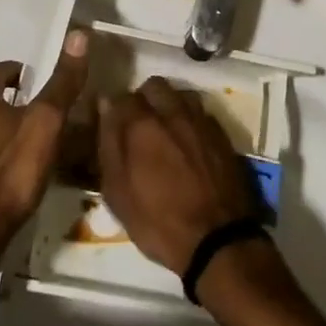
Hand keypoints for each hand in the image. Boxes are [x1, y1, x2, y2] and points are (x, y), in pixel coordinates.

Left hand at [0, 29, 90, 253]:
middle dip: (14, 102)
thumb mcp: (47, 120)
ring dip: (4, 131)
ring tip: (33, 144)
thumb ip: (63, 81)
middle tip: (43, 113)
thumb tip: (78, 34)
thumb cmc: (12, 168)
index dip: (19, 71)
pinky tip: (15, 175)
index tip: (40, 81)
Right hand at [98, 77, 261, 275]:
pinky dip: (191, 120)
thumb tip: (104, 106)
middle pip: (153, 86)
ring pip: (180, 94)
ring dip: (170, 105)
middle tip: (140, 126)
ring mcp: (200, 120)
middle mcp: (172, 111)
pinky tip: (189, 142)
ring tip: (167, 131)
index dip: (114, 110)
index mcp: (142, 124)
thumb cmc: (158, 222)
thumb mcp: (118, 194)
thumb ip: (108, 145)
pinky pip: (201, 112)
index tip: (112, 126)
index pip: (120, 97)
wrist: (217, 239)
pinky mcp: (221, 132)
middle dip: (143, 99)